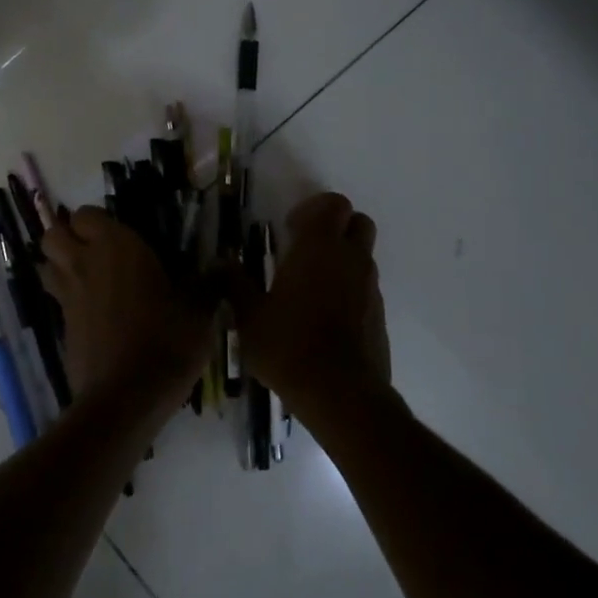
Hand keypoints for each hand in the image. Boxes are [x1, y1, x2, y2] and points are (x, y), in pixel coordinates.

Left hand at [41, 207, 212, 409]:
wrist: (126, 398)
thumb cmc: (166, 342)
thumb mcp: (199, 312)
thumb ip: (206, 285)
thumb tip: (222, 267)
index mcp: (116, 247)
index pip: (86, 214)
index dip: (98, 222)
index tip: (122, 235)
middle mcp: (85, 264)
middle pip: (53, 235)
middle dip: (67, 237)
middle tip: (97, 251)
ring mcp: (68, 297)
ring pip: (47, 266)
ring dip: (61, 265)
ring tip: (91, 278)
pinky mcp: (62, 327)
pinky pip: (58, 300)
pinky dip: (70, 299)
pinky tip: (97, 314)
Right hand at [227, 192, 399, 438]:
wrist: (340, 393)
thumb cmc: (288, 345)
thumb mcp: (249, 316)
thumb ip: (234, 284)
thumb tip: (218, 263)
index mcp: (319, 248)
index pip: (333, 204)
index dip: (313, 209)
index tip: (290, 229)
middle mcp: (351, 259)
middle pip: (358, 222)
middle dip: (335, 227)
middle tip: (306, 249)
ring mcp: (370, 286)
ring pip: (363, 255)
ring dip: (342, 259)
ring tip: (311, 287)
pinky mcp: (379, 314)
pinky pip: (366, 286)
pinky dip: (349, 288)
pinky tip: (325, 316)